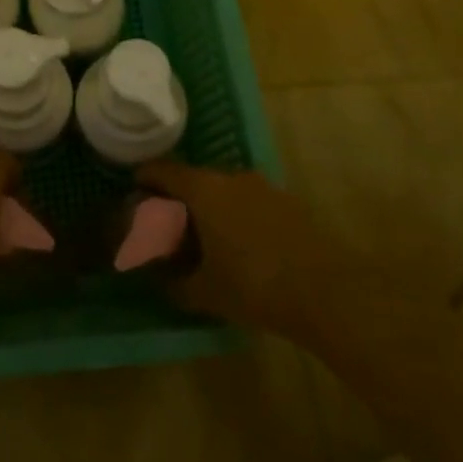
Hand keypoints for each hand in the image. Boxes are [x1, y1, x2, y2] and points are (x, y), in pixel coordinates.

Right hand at [135, 160, 335, 336]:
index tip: (134, 190)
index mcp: (204, 189)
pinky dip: (237, 215)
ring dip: (211, 206)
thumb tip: (159, 280)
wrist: (327, 291)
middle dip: (179, 197)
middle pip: (194, 178)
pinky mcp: (288, 202)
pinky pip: (249, 201)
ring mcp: (263, 186)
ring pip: (224, 189)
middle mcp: (231, 177)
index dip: (145, 177)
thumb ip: (175, 283)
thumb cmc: (254, 285)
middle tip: (169, 223)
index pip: (163, 169)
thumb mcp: (206, 292)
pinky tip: (242, 245)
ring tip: (207, 237)